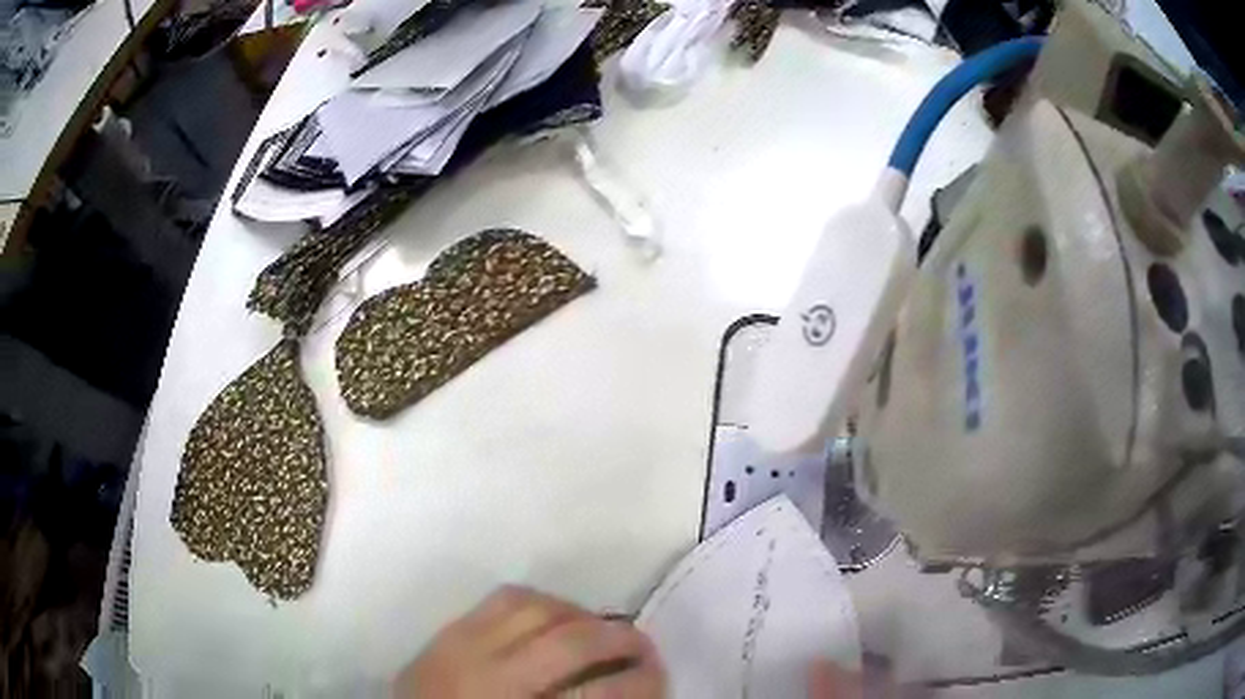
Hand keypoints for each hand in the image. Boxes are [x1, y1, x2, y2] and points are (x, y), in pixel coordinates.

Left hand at [395, 585, 665, 697]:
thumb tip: (626, 691)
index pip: (597, 696)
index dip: (641, 684)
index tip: (662, 678)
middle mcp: (491, 678)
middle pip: (570, 643)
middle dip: (621, 640)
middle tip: (644, 647)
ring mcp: (462, 648)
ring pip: (536, 609)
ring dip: (580, 614)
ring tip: (600, 627)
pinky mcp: (446, 632)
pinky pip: (501, 599)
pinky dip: (539, 601)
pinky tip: (554, 613)